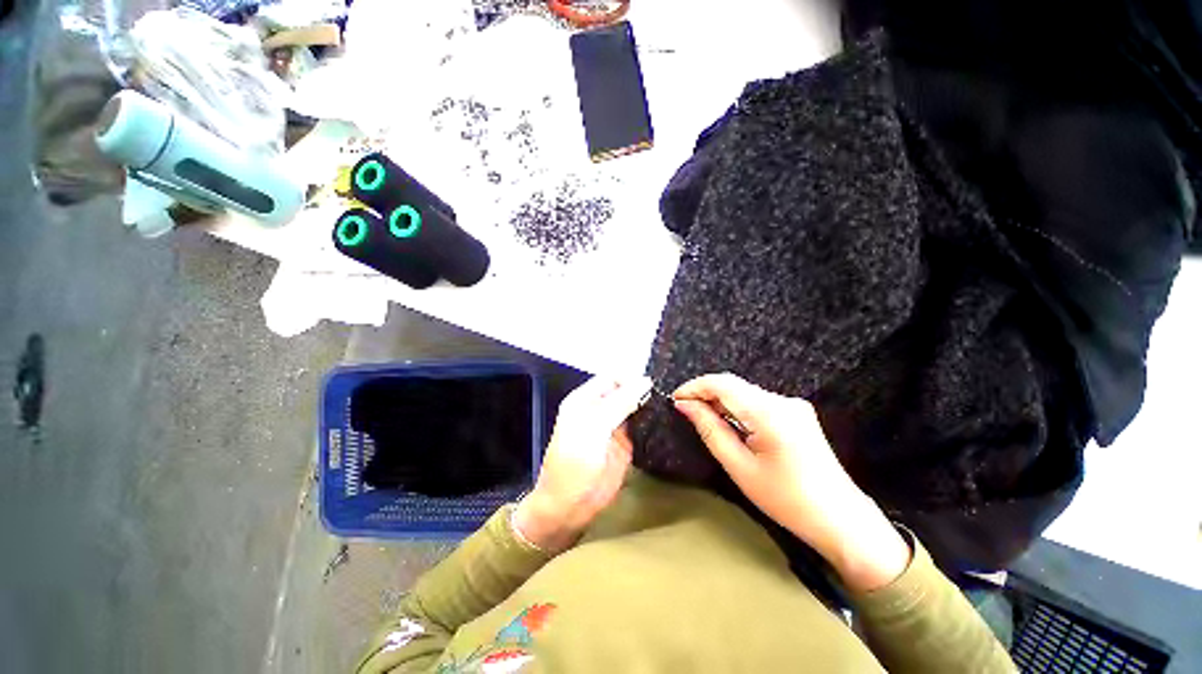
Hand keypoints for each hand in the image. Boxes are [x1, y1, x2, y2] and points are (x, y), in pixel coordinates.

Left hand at [513, 376, 651, 553]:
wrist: (570, 505)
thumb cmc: (575, 462)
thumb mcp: (595, 427)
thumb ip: (620, 403)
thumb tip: (646, 382)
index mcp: (586, 398)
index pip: (613, 378)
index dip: (631, 379)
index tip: (654, 386)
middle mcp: (600, 408)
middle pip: (626, 390)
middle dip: (643, 391)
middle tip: (667, 396)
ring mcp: (614, 425)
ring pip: (636, 407)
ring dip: (650, 406)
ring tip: (670, 406)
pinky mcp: (626, 443)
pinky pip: (641, 426)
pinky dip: (652, 423)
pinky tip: (667, 422)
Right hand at [673, 373, 910, 591]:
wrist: (840, 519)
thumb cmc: (786, 500)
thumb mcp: (740, 467)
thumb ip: (710, 429)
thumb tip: (685, 405)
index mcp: (770, 413)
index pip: (723, 384)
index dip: (695, 387)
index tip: (675, 398)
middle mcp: (783, 400)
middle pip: (734, 385)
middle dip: (705, 393)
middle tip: (684, 409)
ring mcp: (793, 405)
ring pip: (745, 391)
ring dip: (720, 400)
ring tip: (701, 416)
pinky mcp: (797, 412)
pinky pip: (757, 401)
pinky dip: (737, 407)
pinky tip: (728, 422)